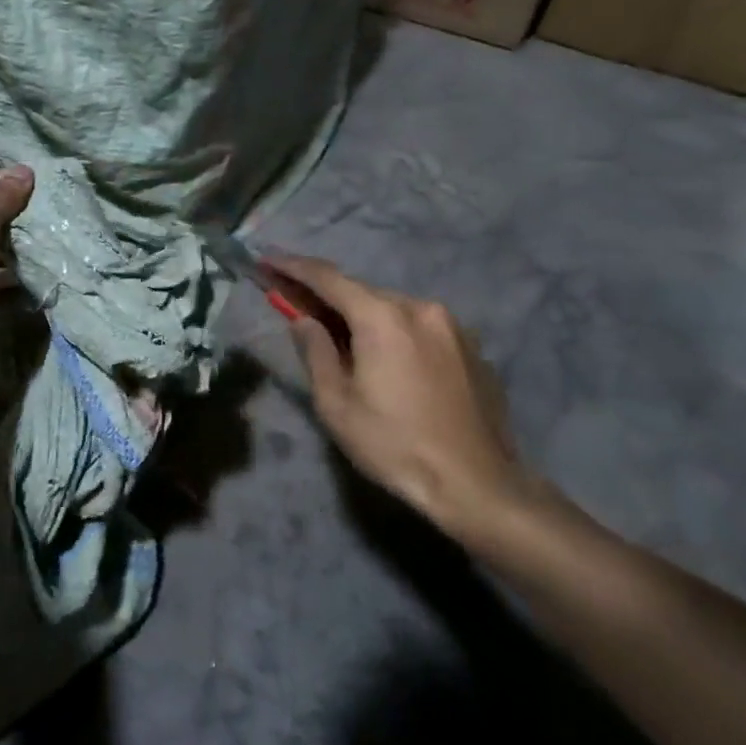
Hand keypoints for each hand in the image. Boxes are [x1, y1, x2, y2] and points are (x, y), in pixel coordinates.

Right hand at [270, 255, 537, 542]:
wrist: (477, 484)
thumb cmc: (394, 445)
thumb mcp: (336, 404)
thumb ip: (315, 351)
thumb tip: (303, 319)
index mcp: (382, 317)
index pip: (328, 278)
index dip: (293, 267)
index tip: (267, 260)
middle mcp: (420, 307)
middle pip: (362, 293)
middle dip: (328, 298)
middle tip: (299, 307)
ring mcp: (452, 325)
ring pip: (393, 310)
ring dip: (363, 318)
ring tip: (343, 342)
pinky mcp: (471, 347)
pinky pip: (419, 328)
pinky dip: (394, 333)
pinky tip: (388, 363)